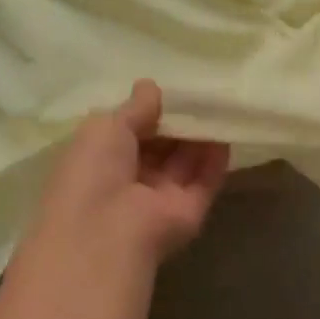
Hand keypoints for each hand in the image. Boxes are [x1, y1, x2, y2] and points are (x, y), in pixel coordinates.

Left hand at [27, 80, 229, 271]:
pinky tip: (226, 132)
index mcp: (99, 160)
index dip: (147, 111)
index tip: (169, 89)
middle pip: (160, 147)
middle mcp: (129, 180)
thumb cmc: (93, 171)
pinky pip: (204, 181)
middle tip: (201, 93)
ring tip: (219, 105)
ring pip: (184, 162)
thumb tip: (151, 86)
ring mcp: (159, 199)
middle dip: (177, 122)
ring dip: (199, 136)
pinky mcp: (188, 213)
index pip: (128, 132)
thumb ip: (134, 108)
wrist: (105, 232)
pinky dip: (215, 159)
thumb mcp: (106, 126)